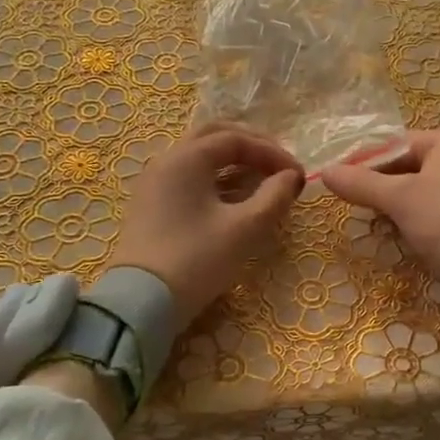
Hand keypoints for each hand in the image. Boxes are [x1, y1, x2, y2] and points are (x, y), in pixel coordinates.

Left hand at [109, 122, 305, 326]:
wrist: (141, 303)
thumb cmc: (197, 260)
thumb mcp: (245, 229)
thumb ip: (274, 197)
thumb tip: (292, 177)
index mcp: (187, 158)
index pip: (236, 138)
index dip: (272, 152)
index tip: (297, 175)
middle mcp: (166, 161)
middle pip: (214, 137)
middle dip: (251, 147)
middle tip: (278, 166)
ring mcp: (154, 183)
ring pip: (199, 157)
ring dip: (233, 162)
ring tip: (261, 182)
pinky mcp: (151, 205)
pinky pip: (188, 177)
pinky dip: (216, 179)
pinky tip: (234, 199)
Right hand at [321, 130, 439, 290]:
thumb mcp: (399, 199)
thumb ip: (361, 184)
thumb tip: (325, 172)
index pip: (396, 144)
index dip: (365, 162)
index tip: (339, 181)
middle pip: (408, 166)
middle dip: (381, 186)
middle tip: (354, 204)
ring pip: (421, 190)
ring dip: (397, 205)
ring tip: (375, 221)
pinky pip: (436, 210)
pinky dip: (416, 219)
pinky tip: (402, 235)